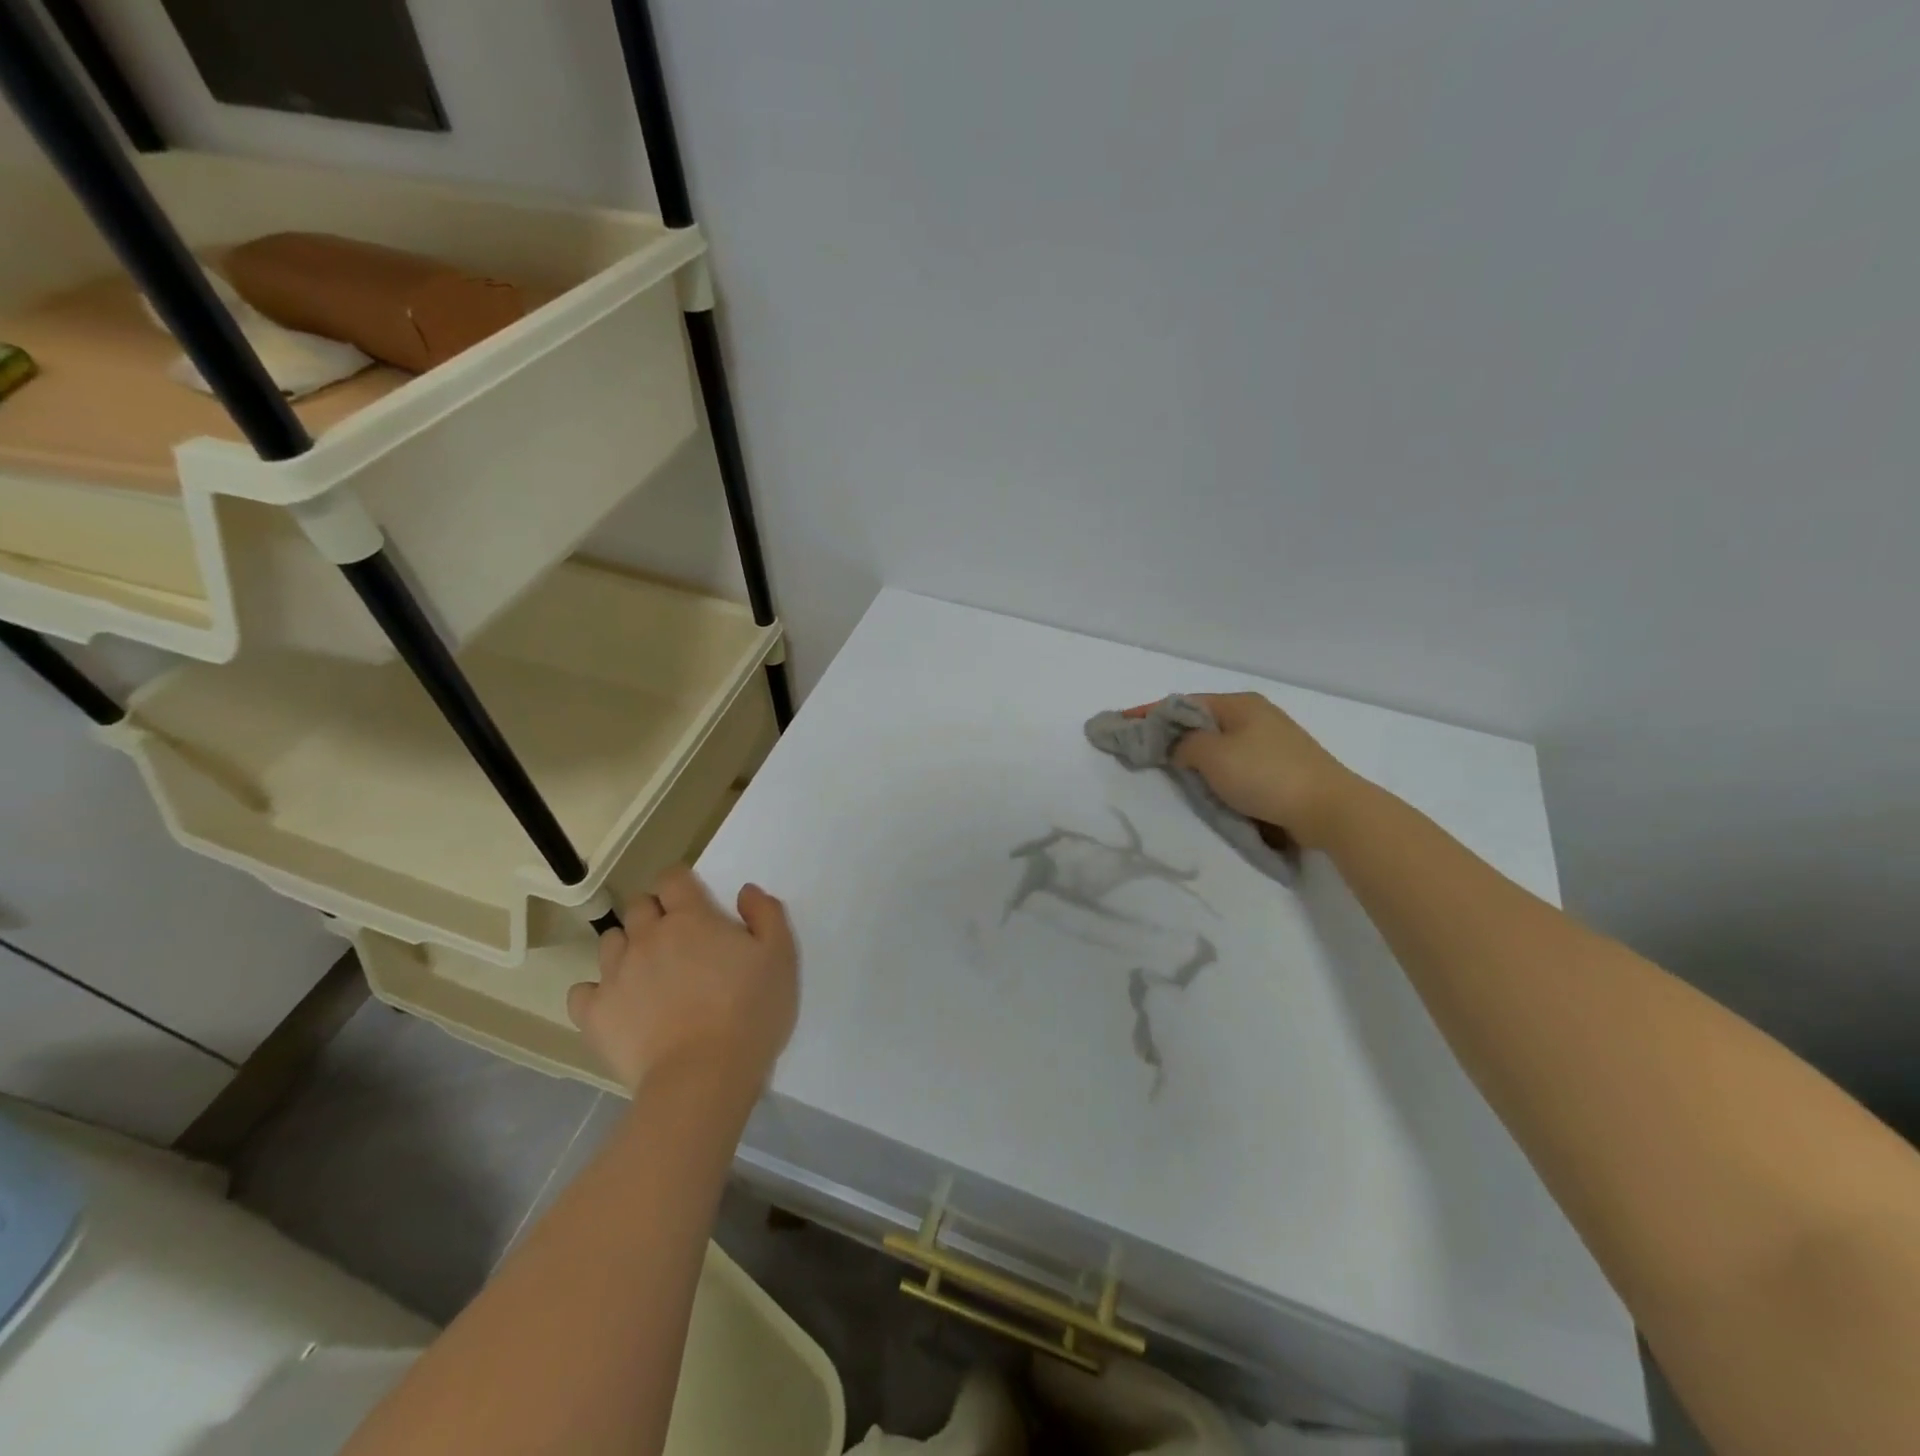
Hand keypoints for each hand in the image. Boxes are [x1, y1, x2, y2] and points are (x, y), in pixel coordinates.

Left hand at [567, 867, 797, 1097]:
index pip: (673, 878)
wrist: (704, 1077)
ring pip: (610, 942)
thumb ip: (766, 914)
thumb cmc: (750, 1012)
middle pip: (638, 906)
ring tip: (648, 972)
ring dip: (627, 947)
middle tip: (678, 940)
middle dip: (654, 913)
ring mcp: (615, 974)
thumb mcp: (780, 956)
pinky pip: (581, 991)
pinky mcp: (595, 1014)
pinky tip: (618, 1004)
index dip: (681, 883)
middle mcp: (647, 936)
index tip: (694, 901)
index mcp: (691, 918)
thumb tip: (744, 892)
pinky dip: (597, 992)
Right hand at [1150, 692, 1359, 850]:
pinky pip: (1232, 760)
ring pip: (1216, 742)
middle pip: (1199, 720)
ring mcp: (1269, 740)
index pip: (1182, 703)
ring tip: (1166, 766)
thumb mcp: (1213, 755)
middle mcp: (1254, 715)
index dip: (1147, 712)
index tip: (1118, 721)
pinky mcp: (1278, 766)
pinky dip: (1212, 767)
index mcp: (1238, 703)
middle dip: (1168, 732)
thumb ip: (1184, 745)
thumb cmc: (1266, 775)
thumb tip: (1178, 747)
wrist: (1328, 809)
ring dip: (1191, 752)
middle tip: (1139, 747)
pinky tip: (1203, 781)